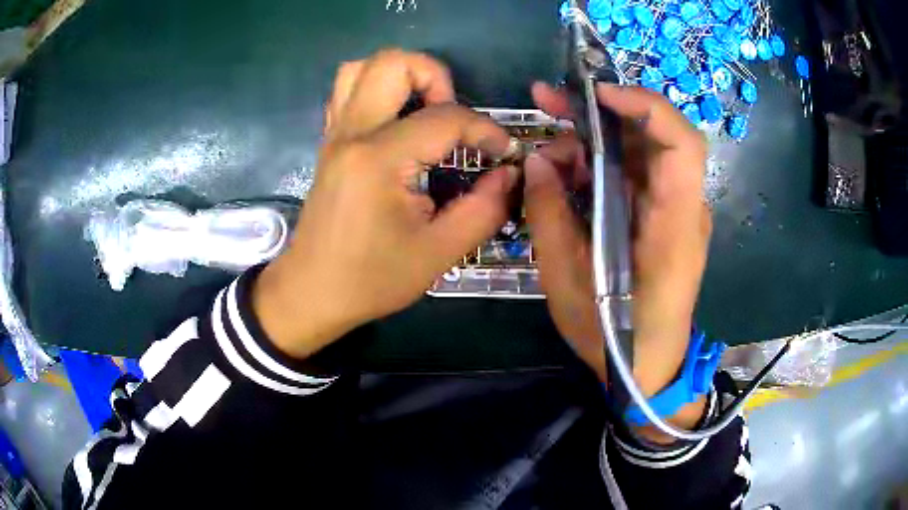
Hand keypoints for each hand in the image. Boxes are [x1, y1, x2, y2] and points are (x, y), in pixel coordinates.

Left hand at [253, 50, 517, 358]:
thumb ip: (484, 209)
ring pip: (362, 68)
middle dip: (437, 78)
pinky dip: (377, 90)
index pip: (445, 117)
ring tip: (425, 111)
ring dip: (402, 76)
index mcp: (379, 159)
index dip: (486, 130)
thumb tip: (509, 173)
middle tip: (454, 119)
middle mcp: (352, 133)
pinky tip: (397, 121)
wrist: (311, 292)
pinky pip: (347, 91)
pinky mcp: (329, 143)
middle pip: (394, 63)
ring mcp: (335, 134)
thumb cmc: (371, 279)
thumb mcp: (439, 253)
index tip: (505, 153)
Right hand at [525, 83, 711, 436]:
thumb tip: (536, 161)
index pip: (681, 145)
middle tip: (549, 102)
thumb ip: (549, 215)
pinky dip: (599, 163)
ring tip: (549, 139)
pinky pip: (633, 174)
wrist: (648, 366)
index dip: (645, 106)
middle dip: (604, 111)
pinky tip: (566, 171)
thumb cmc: (614, 335)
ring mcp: (673, 211)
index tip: (596, 95)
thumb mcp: (567, 281)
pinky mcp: (661, 217)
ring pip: (640, 151)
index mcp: (672, 226)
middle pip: (656, 136)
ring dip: (595, 136)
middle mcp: (682, 209)